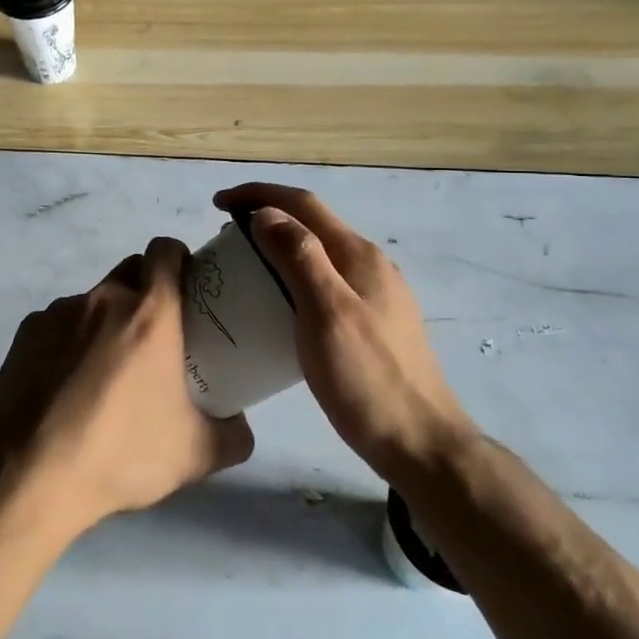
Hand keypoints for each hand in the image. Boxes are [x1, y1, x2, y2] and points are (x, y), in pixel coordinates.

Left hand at [0, 237, 253, 537]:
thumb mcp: (196, 455)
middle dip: (146, 289)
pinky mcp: (25, 333)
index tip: (187, 288)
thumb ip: (233, 434)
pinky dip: (69, 342)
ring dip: (106, 321)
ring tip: (104, 373)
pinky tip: (66, 386)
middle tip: (154, 336)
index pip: (166, 249)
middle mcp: (104, 299)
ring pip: (93, 300)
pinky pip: (58, 324)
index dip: (179, 259)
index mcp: (150, 312)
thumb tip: (240, 424)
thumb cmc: (121, 454)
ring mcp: (59, 312)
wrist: (31, 477)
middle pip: (131, 270)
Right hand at [216, 184, 476, 481]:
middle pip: (313, 223)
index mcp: (359, 255)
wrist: (420, 443)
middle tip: (227, 235)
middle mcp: (370, 264)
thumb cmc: (367, 379)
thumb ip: (300, 256)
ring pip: (320, 253)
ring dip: (281, 246)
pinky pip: (327, 281)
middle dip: (268, 216)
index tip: (218, 203)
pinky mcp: (374, 321)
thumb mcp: (326, 313)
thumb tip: (267, 213)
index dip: (259, 194)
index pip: (304, 204)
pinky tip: (281, 303)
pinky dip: (295, 276)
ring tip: (246, 264)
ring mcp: (376, 294)